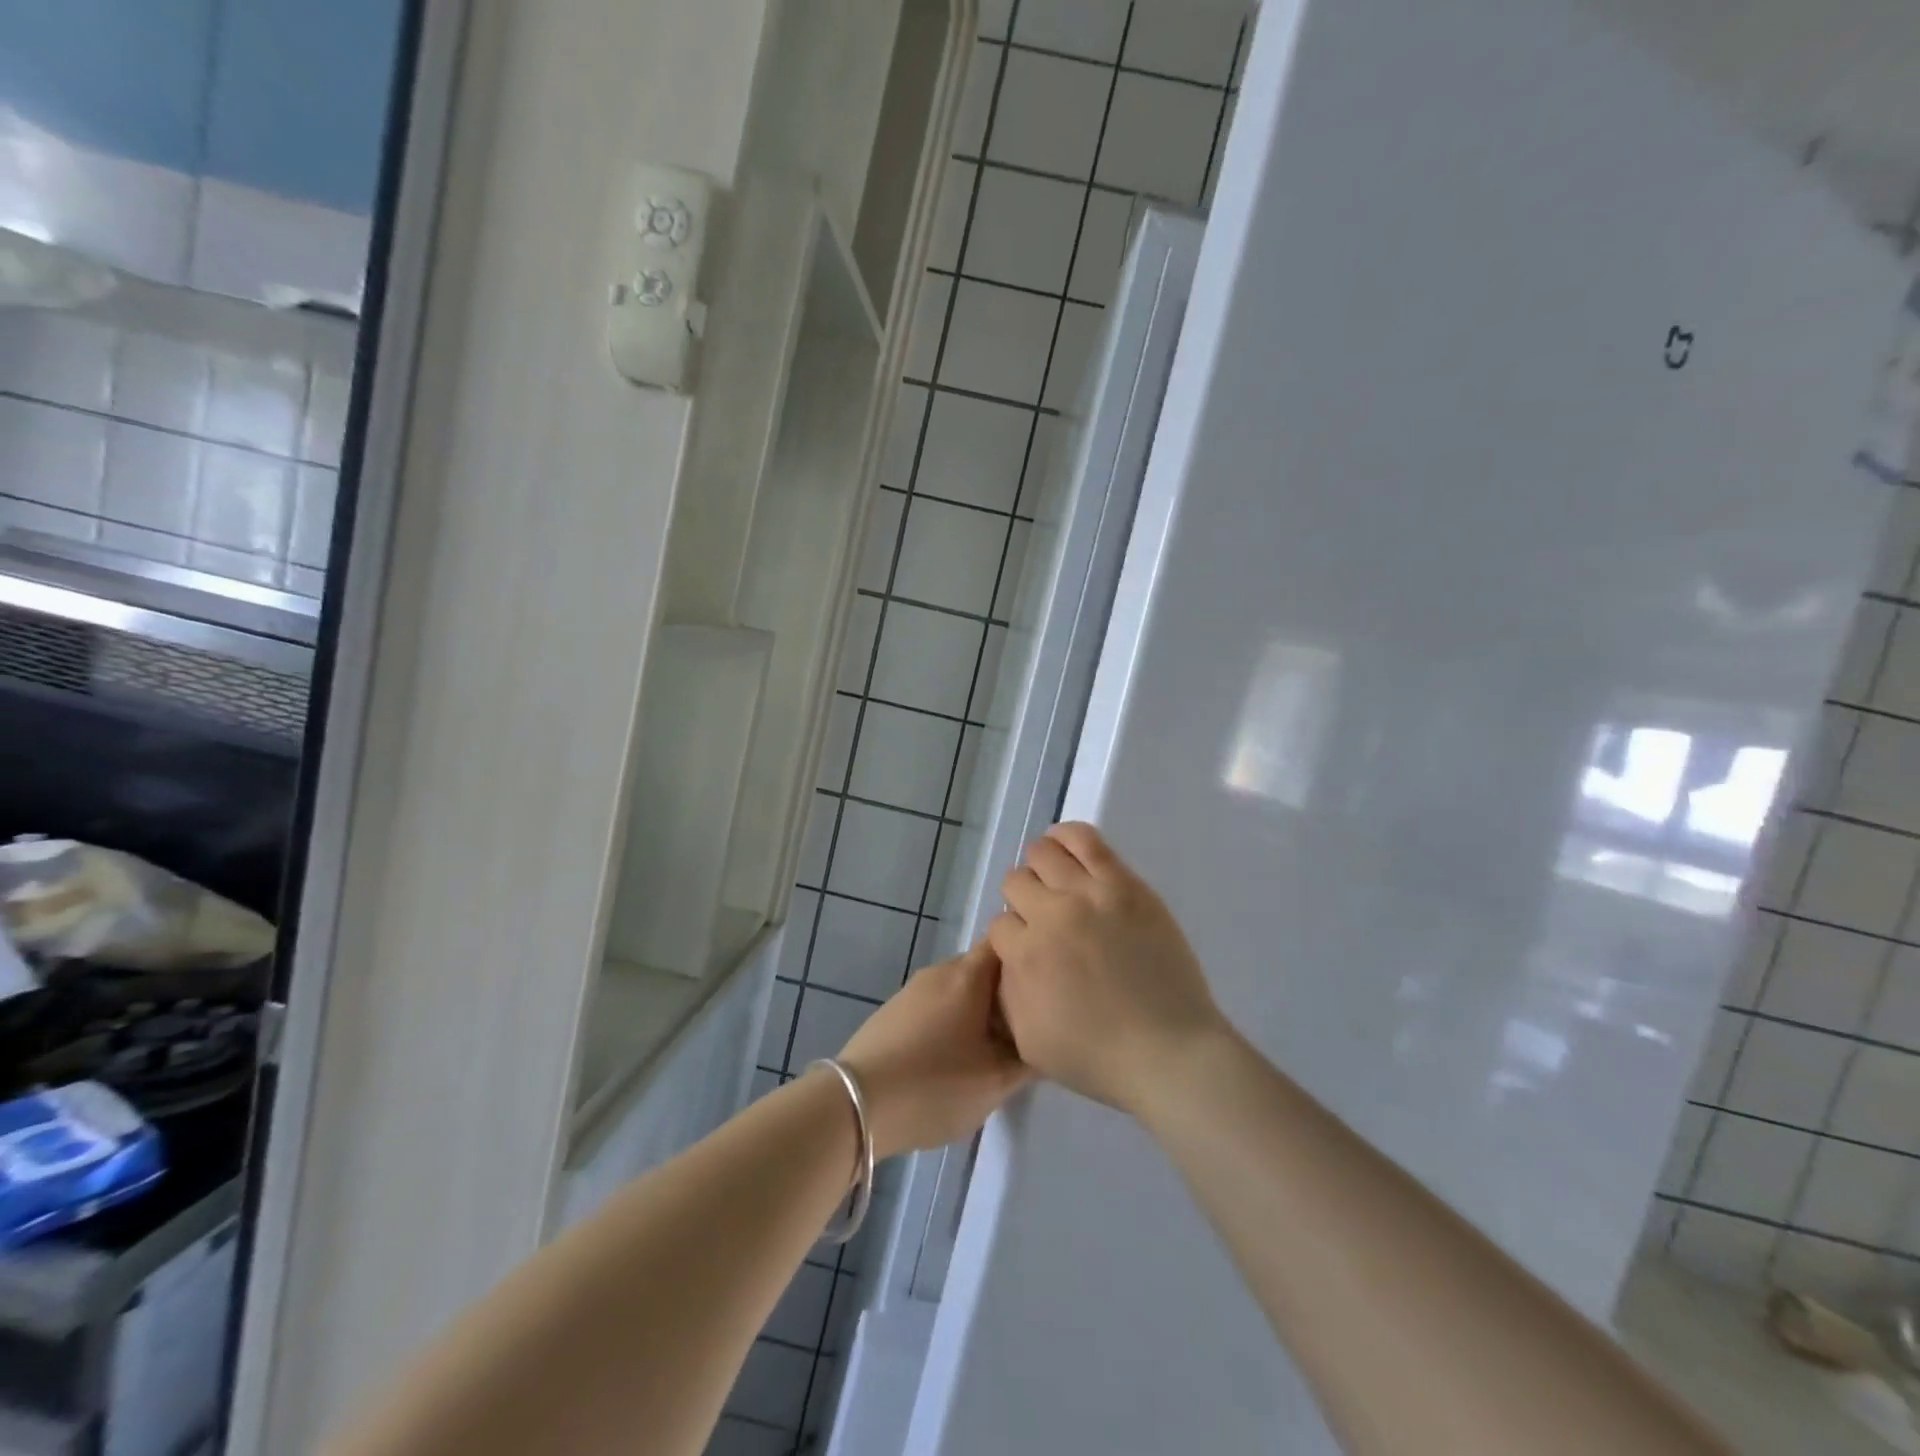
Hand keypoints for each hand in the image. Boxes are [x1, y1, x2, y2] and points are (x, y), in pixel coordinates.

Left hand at [836, 941, 1030, 1158]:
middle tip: (1025, 1027)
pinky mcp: (893, 1012)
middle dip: (1006, 992)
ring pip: (959, 989)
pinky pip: (935, 1004)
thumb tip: (1045, 1040)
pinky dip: (952, 1020)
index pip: (1005, 943)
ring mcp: (912, 990)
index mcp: (968, 975)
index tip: (1046, 985)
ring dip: (978, 1010)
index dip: (1028, 957)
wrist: (856, 1104)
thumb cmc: (935, 1085)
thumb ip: (1028, 1059)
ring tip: (993, 1048)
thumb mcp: (996, 1082)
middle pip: (983, 968)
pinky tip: (954, 1057)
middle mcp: (939, 971)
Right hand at [989, 822, 1229, 1114]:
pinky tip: (1063, 845)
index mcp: (1026, 955)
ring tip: (1054, 882)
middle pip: (1016, 882)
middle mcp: (1052, 915)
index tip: (1030, 950)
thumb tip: (1007, 958)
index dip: (1012, 938)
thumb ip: (1007, 992)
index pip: (999, 924)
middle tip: (1045, 921)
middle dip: (1023, 902)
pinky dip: (1066, 836)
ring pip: (1043, 853)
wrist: (1168, 1052)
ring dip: (1040, 867)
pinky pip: (1085, 840)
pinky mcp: (1124, 884)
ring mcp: (1091, 894)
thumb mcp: (1029, 1040)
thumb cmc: (1097, 1057)